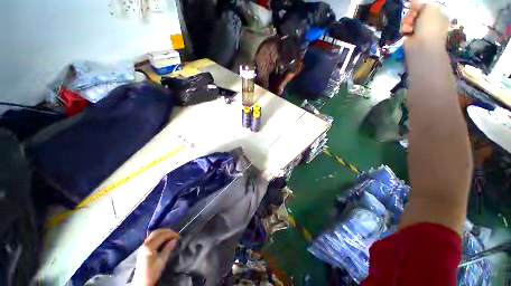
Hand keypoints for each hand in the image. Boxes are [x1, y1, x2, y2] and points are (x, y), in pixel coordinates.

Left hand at [133, 229, 178, 285]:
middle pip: (156, 232)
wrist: (141, 283)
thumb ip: (167, 249)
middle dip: (167, 231)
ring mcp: (143, 246)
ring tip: (171, 236)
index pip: (162, 236)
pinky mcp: (143, 248)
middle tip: (175, 234)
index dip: (171, 234)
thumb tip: (175, 240)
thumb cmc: (152, 273)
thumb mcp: (161, 262)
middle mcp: (145, 244)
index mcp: (149, 247)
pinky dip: (159, 236)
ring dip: (163, 233)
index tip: (179, 236)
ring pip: (154, 234)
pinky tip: (164, 239)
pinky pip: (152, 238)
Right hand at [402, 1, 448, 47]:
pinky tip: (405, 31)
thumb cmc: (429, 26)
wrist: (422, 46)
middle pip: (416, 13)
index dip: (418, 6)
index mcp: (437, 15)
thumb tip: (413, 2)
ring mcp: (419, 30)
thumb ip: (421, 4)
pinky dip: (403, 29)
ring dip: (406, 22)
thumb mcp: (429, 9)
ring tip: (408, 26)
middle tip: (412, 18)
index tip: (414, 7)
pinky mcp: (410, 37)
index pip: (424, 7)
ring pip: (409, 20)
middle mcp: (429, 22)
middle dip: (411, 14)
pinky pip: (404, 29)